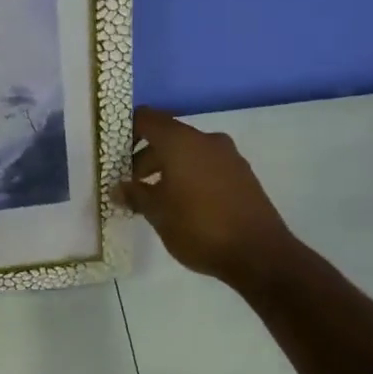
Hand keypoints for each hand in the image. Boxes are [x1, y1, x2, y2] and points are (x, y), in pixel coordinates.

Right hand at [115, 107, 302, 283]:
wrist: (260, 255)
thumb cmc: (199, 226)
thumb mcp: (157, 213)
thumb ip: (134, 195)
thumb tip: (118, 188)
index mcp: (181, 141)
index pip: (146, 118)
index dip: (126, 130)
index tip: (113, 151)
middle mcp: (206, 140)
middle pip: (167, 136)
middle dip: (145, 157)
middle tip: (130, 183)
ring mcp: (229, 157)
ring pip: (188, 152)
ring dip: (168, 168)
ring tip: (154, 197)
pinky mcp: (243, 176)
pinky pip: (207, 166)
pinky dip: (189, 176)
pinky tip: (183, 204)